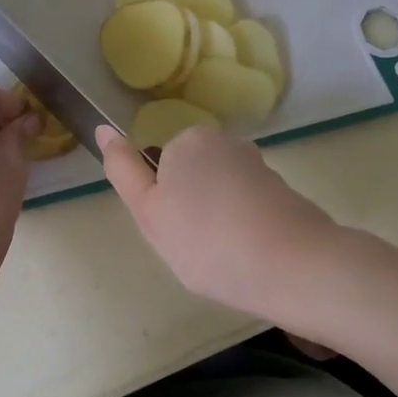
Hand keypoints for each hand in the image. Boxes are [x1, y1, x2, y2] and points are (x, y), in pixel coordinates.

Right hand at [97, 124, 336, 316]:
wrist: (293, 266)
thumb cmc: (206, 240)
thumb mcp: (148, 211)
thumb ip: (123, 170)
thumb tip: (104, 130)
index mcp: (189, 141)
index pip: (160, 169)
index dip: (160, 204)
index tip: (172, 232)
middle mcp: (227, 143)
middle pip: (192, 179)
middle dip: (190, 212)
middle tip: (193, 248)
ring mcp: (260, 168)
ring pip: (221, 197)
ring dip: (218, 224)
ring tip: (225, 259)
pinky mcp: (285, 194)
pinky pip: (249, 211)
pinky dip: (245, 231)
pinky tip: (250, 258)